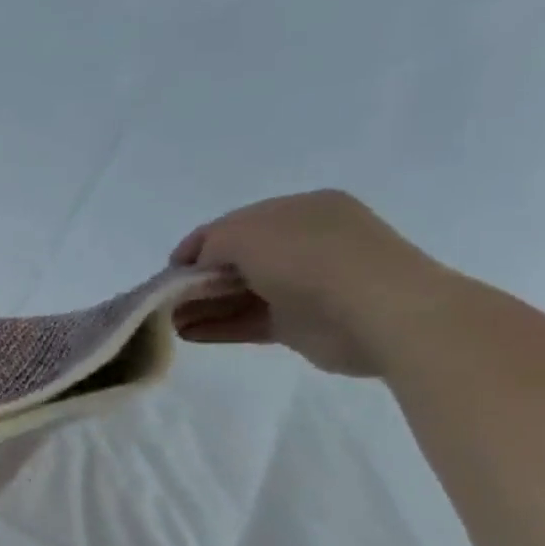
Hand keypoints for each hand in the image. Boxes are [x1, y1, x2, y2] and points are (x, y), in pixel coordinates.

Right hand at [169, 190, 454, 377]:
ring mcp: (304, 285)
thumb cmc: (311, 259)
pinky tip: (188, 335)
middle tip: (164, 300)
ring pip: (240, 294)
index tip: (168, 271)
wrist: (379, 312)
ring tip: (168, 322)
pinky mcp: (302, 324)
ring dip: (202, 306)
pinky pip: (250, 321)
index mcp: (299, 211)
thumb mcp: (248, 234)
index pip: (234, 225)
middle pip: (235, 261)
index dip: (196, 246)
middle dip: (196, 280)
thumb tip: (197, 264)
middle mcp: (303, 243)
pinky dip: (219, 327)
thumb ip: (212, 242)